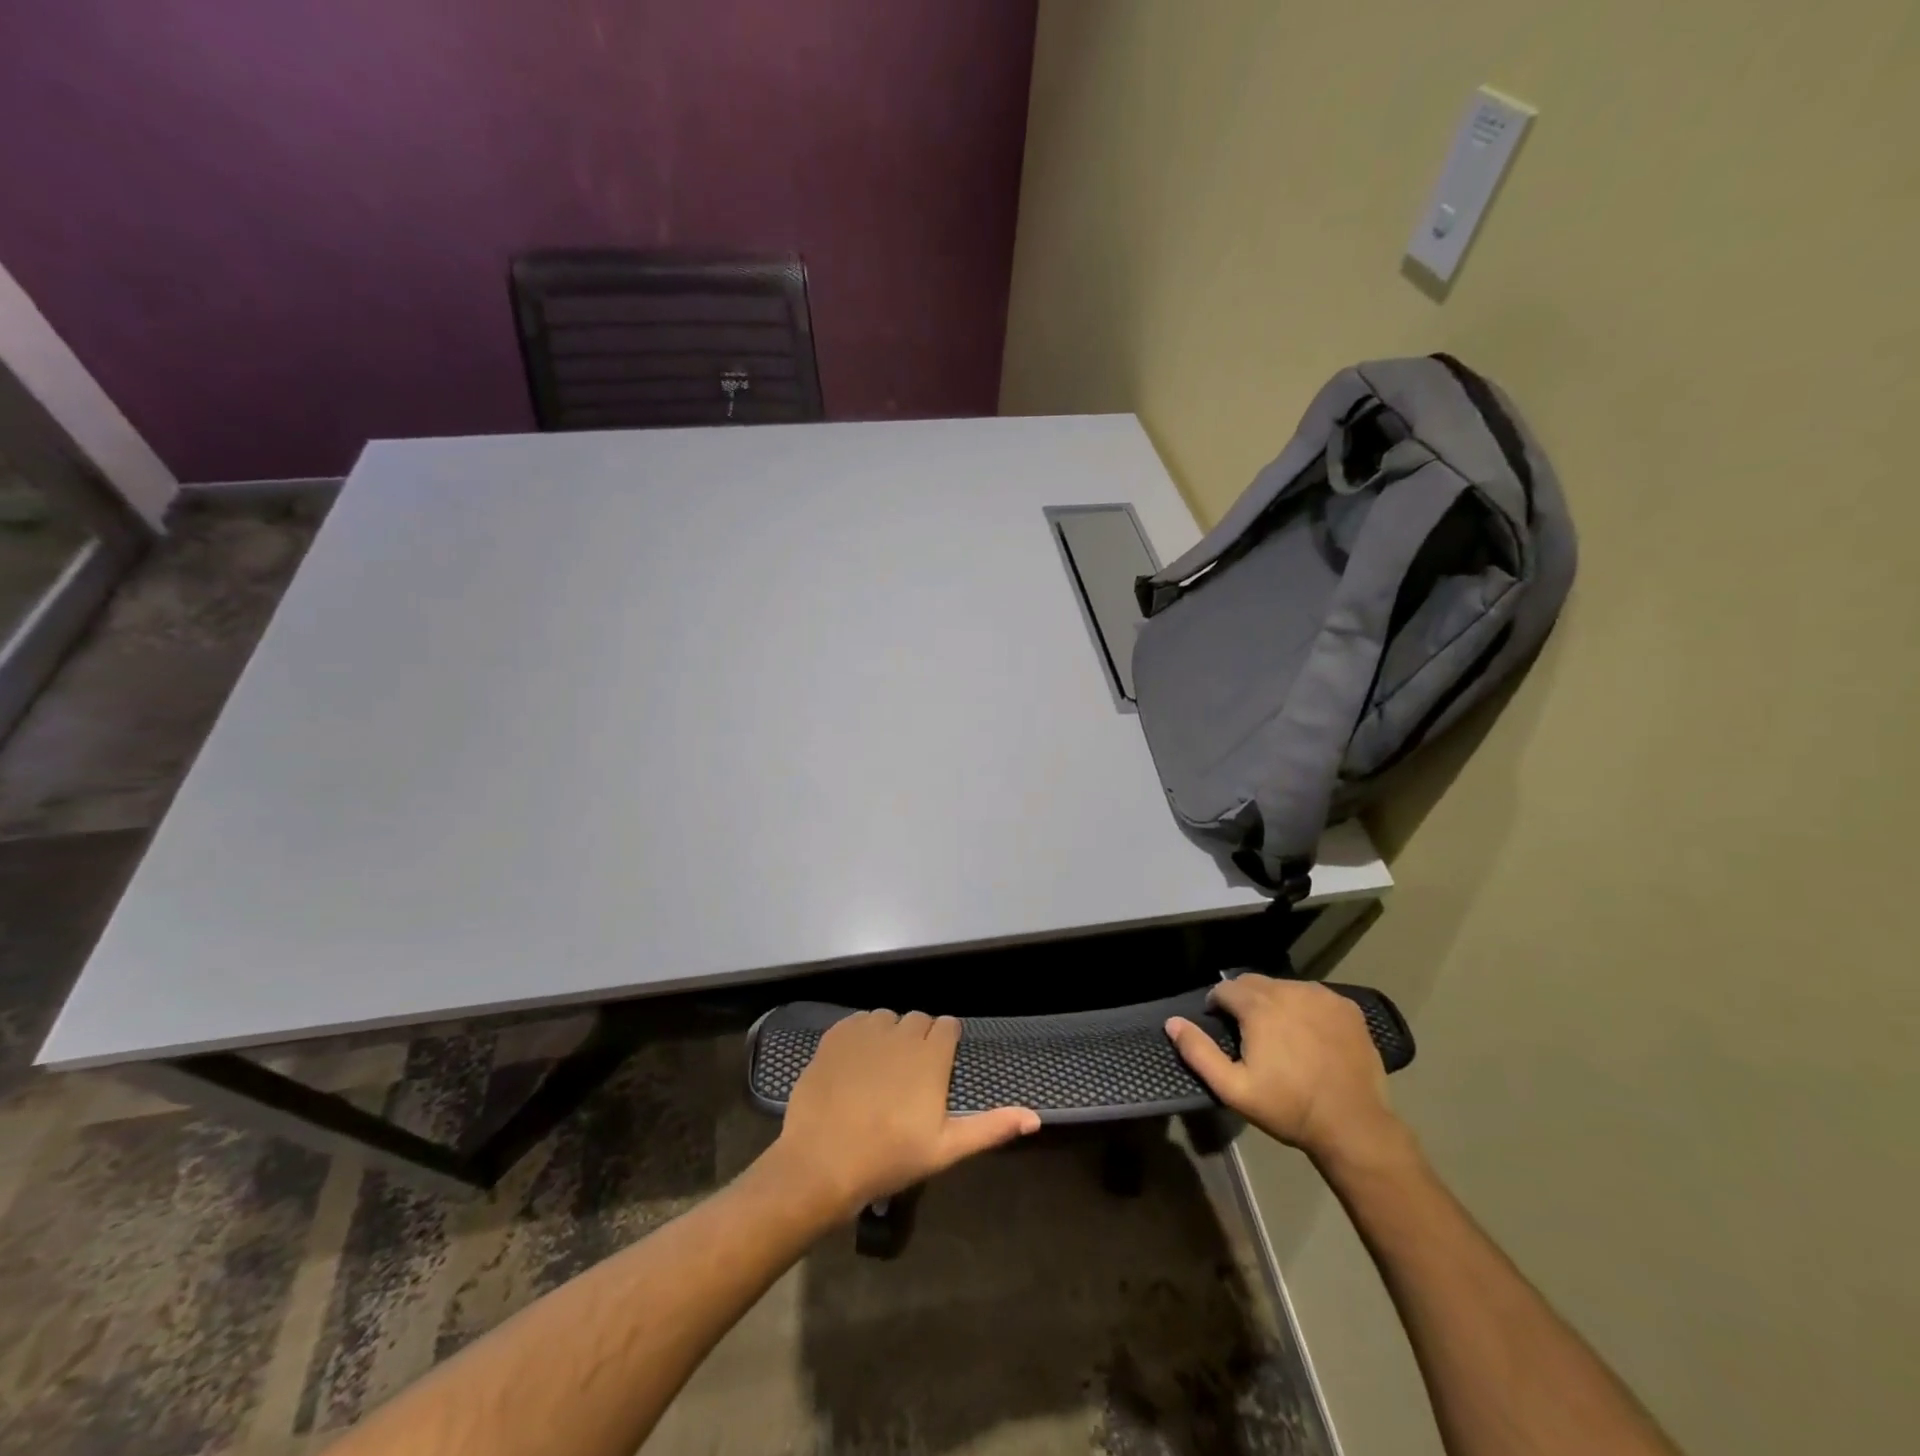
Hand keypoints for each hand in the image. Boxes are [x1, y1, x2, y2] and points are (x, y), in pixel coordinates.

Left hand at [768, 1010, 1040, 1222]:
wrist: (821, 1161)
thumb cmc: (889, 1158)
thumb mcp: (945, 1148)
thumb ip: (991, 1127)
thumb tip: (1035, 1118)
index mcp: (931, 1056)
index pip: (948, 1026)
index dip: (946, 1043)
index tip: (939, 1068)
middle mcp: (901, 1033)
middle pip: (919, 1020)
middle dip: (919, 1039)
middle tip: (911, 1076)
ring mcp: (866, 1031)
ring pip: (887, 1019)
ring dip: (889, 1035)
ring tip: (881, 1070)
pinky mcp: (836, 1035)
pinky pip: (857, 1022)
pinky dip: (861, 1035)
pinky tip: (855, 1064)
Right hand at [1166, 976, 1402, 1165]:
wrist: (1354, 1125)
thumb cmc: (1288, 1108)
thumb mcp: (1234, 1089)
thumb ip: (1199, 1052)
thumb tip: (1172, 1022)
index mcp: (1259, 1007)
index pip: (1225, 988)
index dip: (1217, 1005)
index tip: (1220, 1026)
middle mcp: (1289, 991)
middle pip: (1254, 983)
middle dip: (1243, 1001)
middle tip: (1248, 1032)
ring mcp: (1322, 996)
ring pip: (1284, 987)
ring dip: (1274, 1002)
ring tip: (1279, 1033)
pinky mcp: (1347, 1007)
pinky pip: (1313, 996)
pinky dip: (1304, 1007)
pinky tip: (1309, 1034)